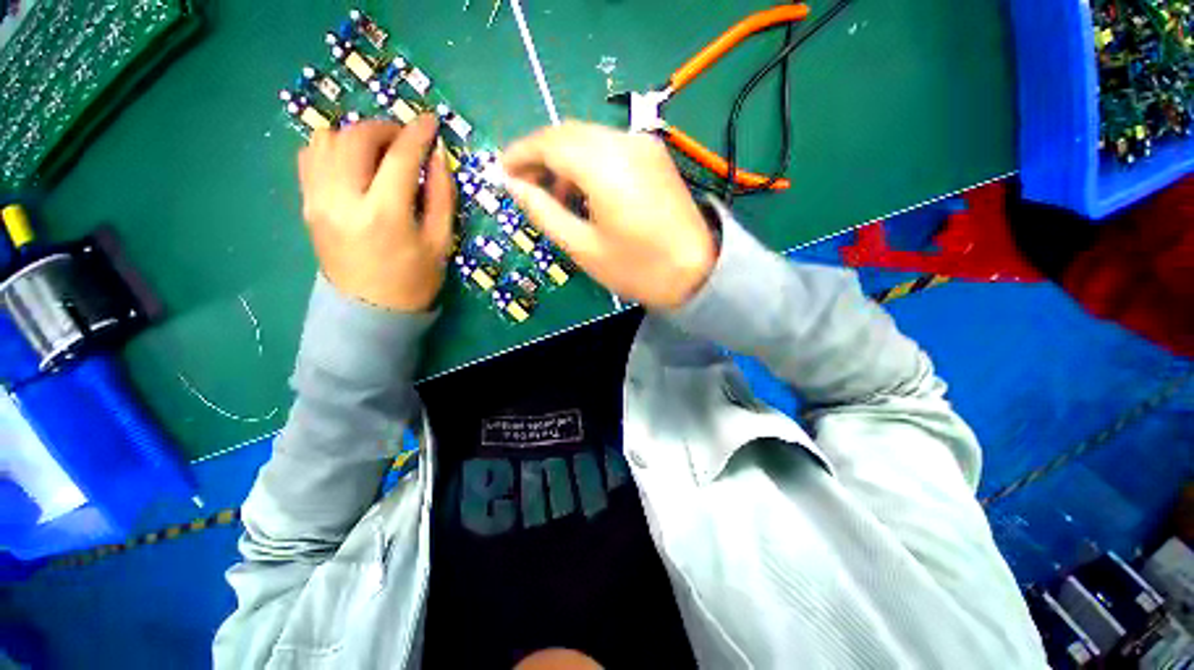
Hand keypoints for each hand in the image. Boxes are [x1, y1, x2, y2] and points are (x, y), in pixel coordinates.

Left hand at [298, 115, 455, 311]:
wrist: (370, 309)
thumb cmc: (414, 280)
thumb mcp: (441, 242)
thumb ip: (441, 196)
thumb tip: (437, 157)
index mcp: (384, 214)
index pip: (400, 157)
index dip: (418, 133)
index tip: (431, 121)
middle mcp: (343, 199)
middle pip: (356, 138)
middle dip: (385, 128)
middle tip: (406, 138)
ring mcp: (317, 200)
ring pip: (326, 139)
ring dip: (357, 135)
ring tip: (379, 150)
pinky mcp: (306, 204)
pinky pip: (309, 156)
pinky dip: (332, 147)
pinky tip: (353, 162)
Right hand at [501, 122, 716, 309]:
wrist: (696, 272)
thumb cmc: (637, 269)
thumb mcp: (583, 247)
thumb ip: (544, 212)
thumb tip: (515, 187)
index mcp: (604, 165)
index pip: (549, 142)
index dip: (520, 154)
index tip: (502, 172)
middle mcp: (625, 142)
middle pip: (568, 134)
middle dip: (540, 156)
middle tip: (524, 186)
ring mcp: (644, 146)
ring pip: (588, 139)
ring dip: (564, 160)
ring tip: (553, 197)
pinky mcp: (654, 156)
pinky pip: (609, 148)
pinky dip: (587, 164)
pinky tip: (583, 192)